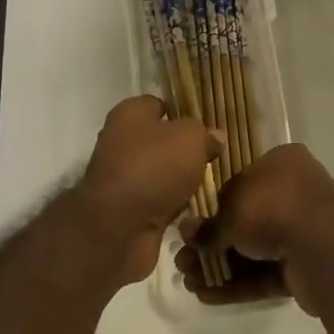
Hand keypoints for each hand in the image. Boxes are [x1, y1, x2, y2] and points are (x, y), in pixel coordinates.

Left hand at [78, 96, 219, 285]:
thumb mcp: (191, 138)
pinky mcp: (125, 210)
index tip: (207, 127)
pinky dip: (172, 205)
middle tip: (213, 157)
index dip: (183, 112)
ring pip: (160, 172)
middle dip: (185, 150)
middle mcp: (120, 141)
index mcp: (130, 114)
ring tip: (209, 184)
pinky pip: (157, 200)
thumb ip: (205, 134)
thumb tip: (215, 138)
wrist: (118, 229)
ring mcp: (121, 177)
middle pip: (160, 140)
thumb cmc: (154, 167)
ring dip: (180, 180)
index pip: (159, 104)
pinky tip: (194, 209)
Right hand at [174, 143, 333, 314]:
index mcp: (282, 163)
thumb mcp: (232, 210)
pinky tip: (206, 295)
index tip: (189, 226)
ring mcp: (301, 231)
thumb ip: (208, 224)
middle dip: (211, 243)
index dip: (212, 206)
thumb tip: (186, 231)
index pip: (240, 181)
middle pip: (244, 218)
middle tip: (182, 261)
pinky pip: (264, 273)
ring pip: (252, 249)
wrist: (324, 250)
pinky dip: (237, 283)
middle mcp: (294, 191)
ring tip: (187, 282)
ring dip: (220, 265)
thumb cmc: (275, 209)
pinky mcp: (304, 266)